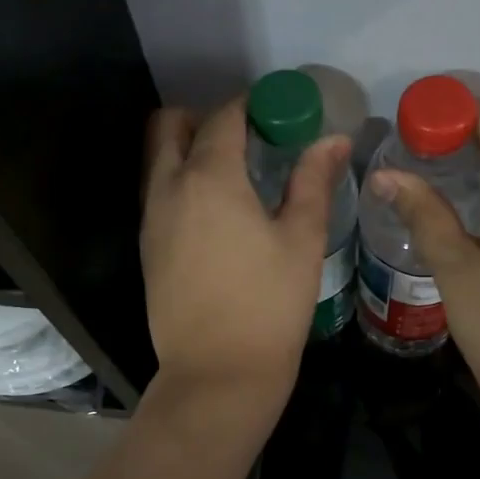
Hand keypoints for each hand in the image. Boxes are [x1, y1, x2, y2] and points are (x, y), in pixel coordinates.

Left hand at [142, 97, 351, 402]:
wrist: (217, 372)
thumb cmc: (270, 304)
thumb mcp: (302, 239)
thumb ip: (313, 181)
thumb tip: (332, 139)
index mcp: (209, 178)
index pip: (223, 117)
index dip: (251, 106)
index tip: (278, 112)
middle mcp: (169, 188)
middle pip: (171, 126)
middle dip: (204, 118)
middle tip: (247, 137)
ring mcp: (151, 218)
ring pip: (158, 158)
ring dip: (188, 148)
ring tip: (233, 172)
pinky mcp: (146, 246)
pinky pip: (157, 191)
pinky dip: (179, 180)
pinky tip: (215, 209)